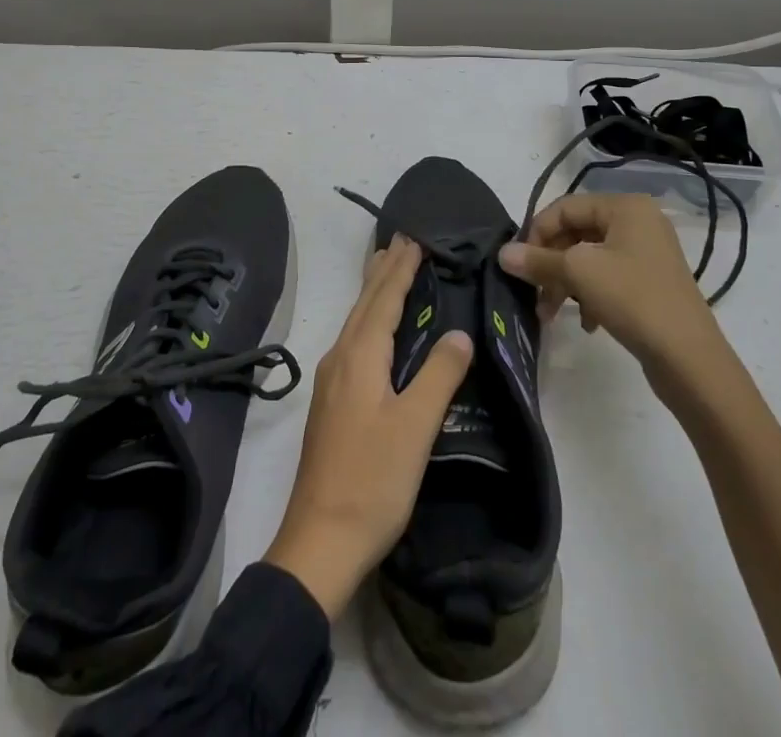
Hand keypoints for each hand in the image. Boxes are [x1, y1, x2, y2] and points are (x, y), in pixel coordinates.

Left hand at [263, 237, 473, 618]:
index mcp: (359, 357)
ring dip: (373, 293)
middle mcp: (340, 359)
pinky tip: (373, 331)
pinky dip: (368, 319)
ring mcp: (331, 382)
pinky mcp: (331, 403)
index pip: (383, 300)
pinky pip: (352, 341)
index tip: (414, 240)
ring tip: (387, 270)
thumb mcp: (414, 427)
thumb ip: (438, 376)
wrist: (320, 540)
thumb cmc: (372, 480)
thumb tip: (460, 333)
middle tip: (401, 241)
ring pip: (355, 322)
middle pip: (364, 304)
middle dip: (384, 272)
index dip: (401, 270)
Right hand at [499, 191, 728, 375]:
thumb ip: (538, 260)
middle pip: (576, 233)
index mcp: (625, 207)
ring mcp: (647, 253)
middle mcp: (638, 222)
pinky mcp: (650, 282)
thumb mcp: (579, 274)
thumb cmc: (633, 299)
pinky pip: (608, 278)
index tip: (520, 264)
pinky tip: (588, 323)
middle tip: (534, 293)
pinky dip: (589, 296)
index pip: (565, 207)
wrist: (691, 359)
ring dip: (565, 283)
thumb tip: (502, 253)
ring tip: (551, 314)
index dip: (536, 232)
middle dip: (550, 264)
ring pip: (589, 259)